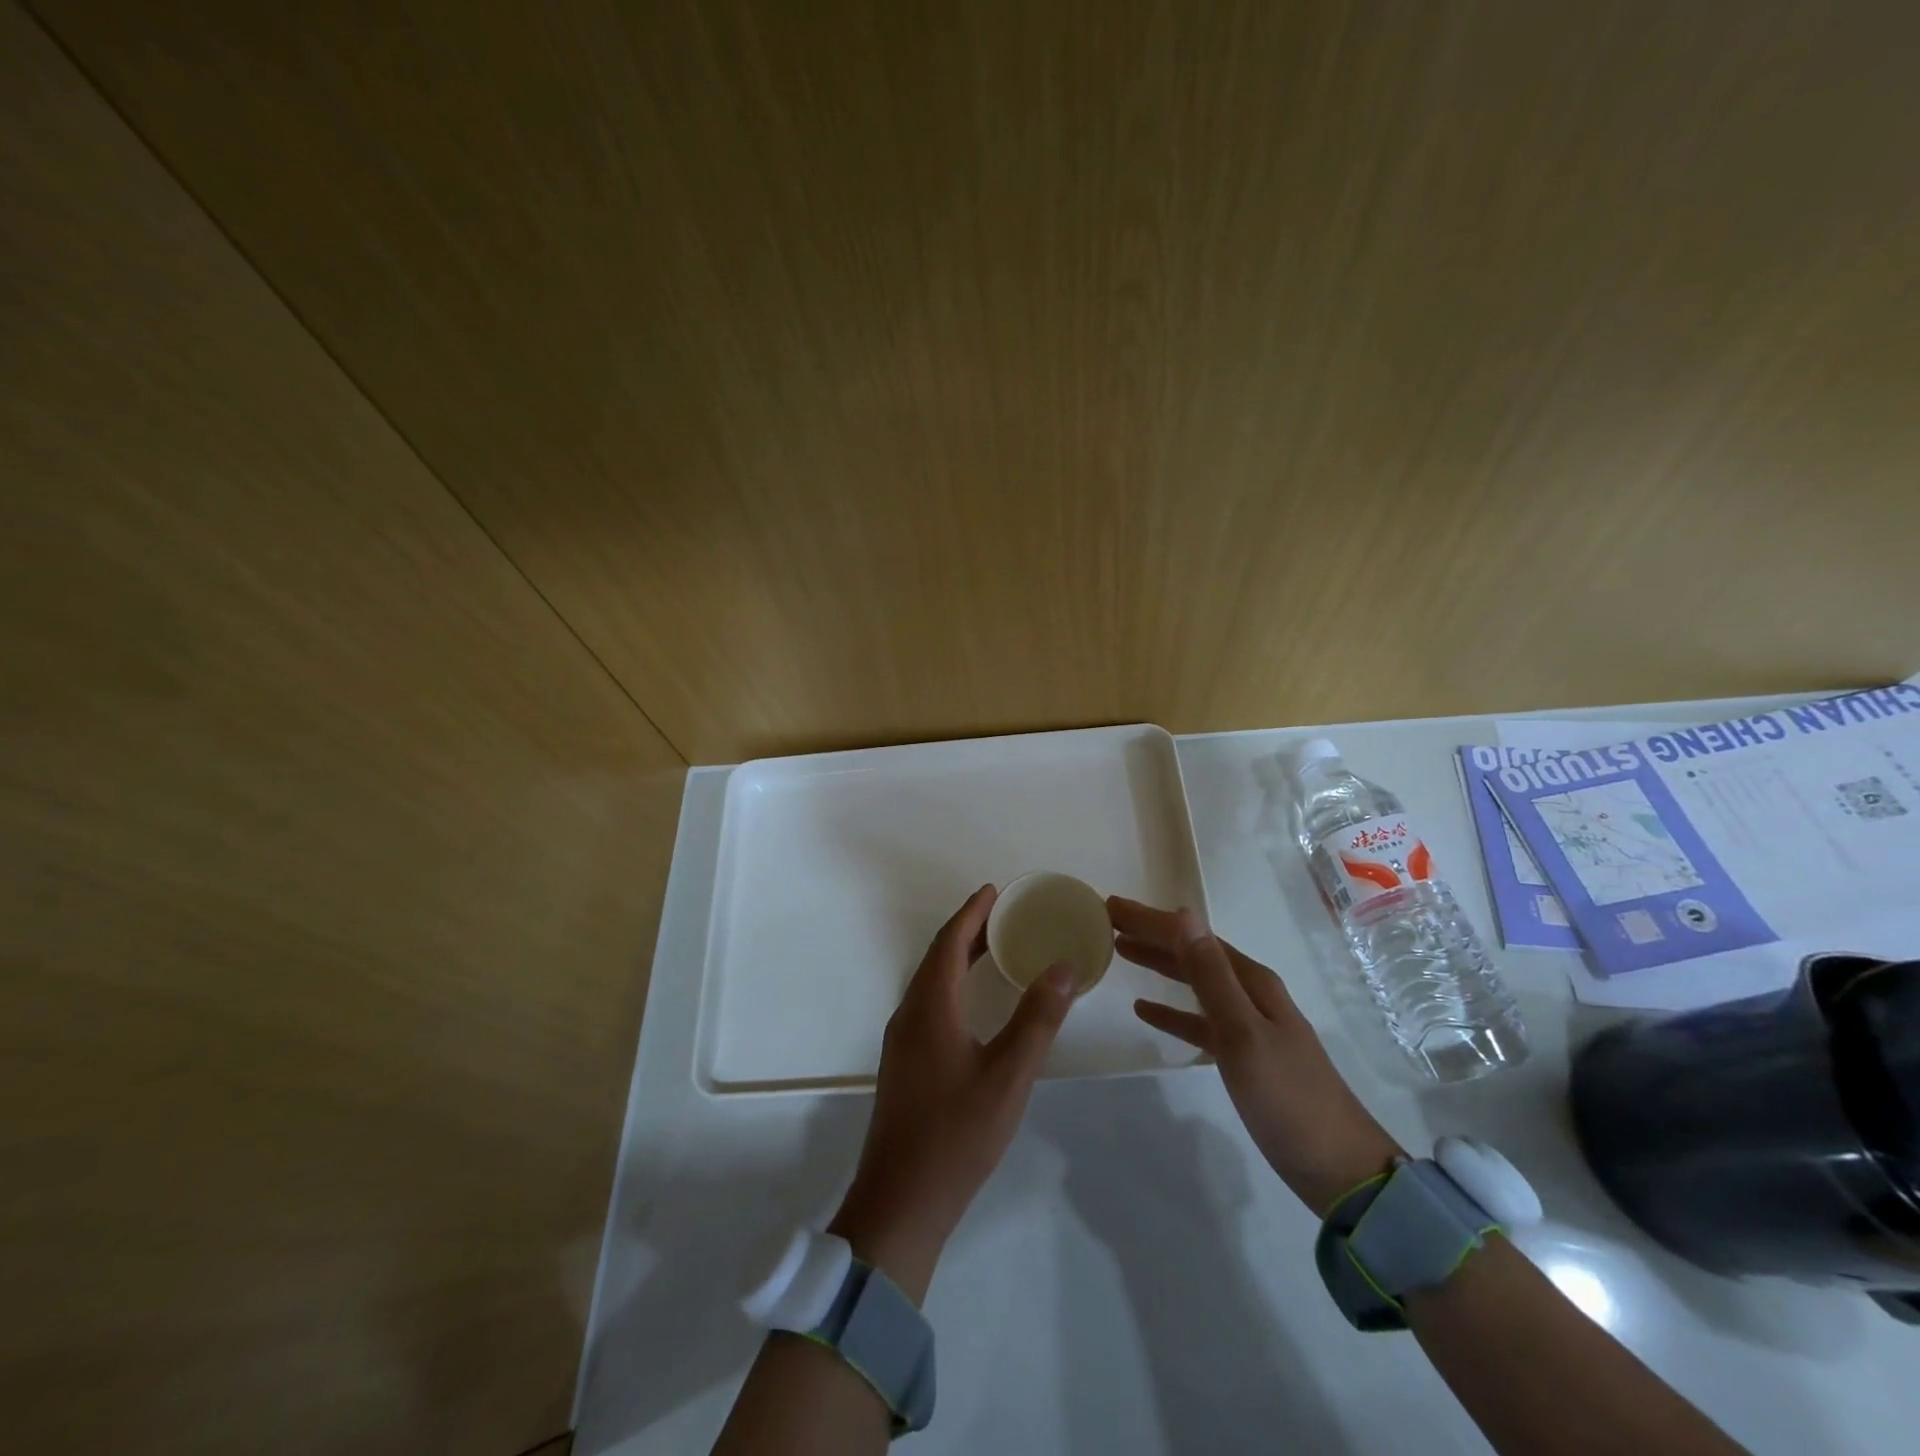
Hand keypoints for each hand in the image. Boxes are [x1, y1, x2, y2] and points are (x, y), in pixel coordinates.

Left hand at [829, 884, 1076, 1301]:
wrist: (900, 1202)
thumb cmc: (957, 1135)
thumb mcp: (1008, 1076)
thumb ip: (1036, 1020)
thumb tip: (1063, 967)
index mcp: (929, 1008)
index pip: (949, 943)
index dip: (971, 913)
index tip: (994, 890)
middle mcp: (909, 1015)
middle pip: (937, 958)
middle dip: (968, 930)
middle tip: (1003, 914)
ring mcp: (901, 1041)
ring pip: (931, 983)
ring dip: (958, 958)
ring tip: (993, 948)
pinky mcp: (903, 1063)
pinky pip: (928, 1004)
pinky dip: (952, 985)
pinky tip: (973, 1003)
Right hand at [1111, 896, 1402, 1215]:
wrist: (1338, 1167)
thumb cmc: (1288, 1097)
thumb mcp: (1243, 1033)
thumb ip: (1211, 976)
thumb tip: (1184, 914)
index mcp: (1251, 980)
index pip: (1191, 936)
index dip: (1150, 919)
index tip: (1110, 905)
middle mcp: (1249, 993)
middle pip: (1191, 952)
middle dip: (1150, 933)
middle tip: (1106, 920)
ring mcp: (1247, 1025)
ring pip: (1192, 982)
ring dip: (1158, 964)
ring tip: (1119, 951)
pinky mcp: (1241, 1056)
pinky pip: (1196, 1020)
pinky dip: (1170, 1010)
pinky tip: (1144, 1010)